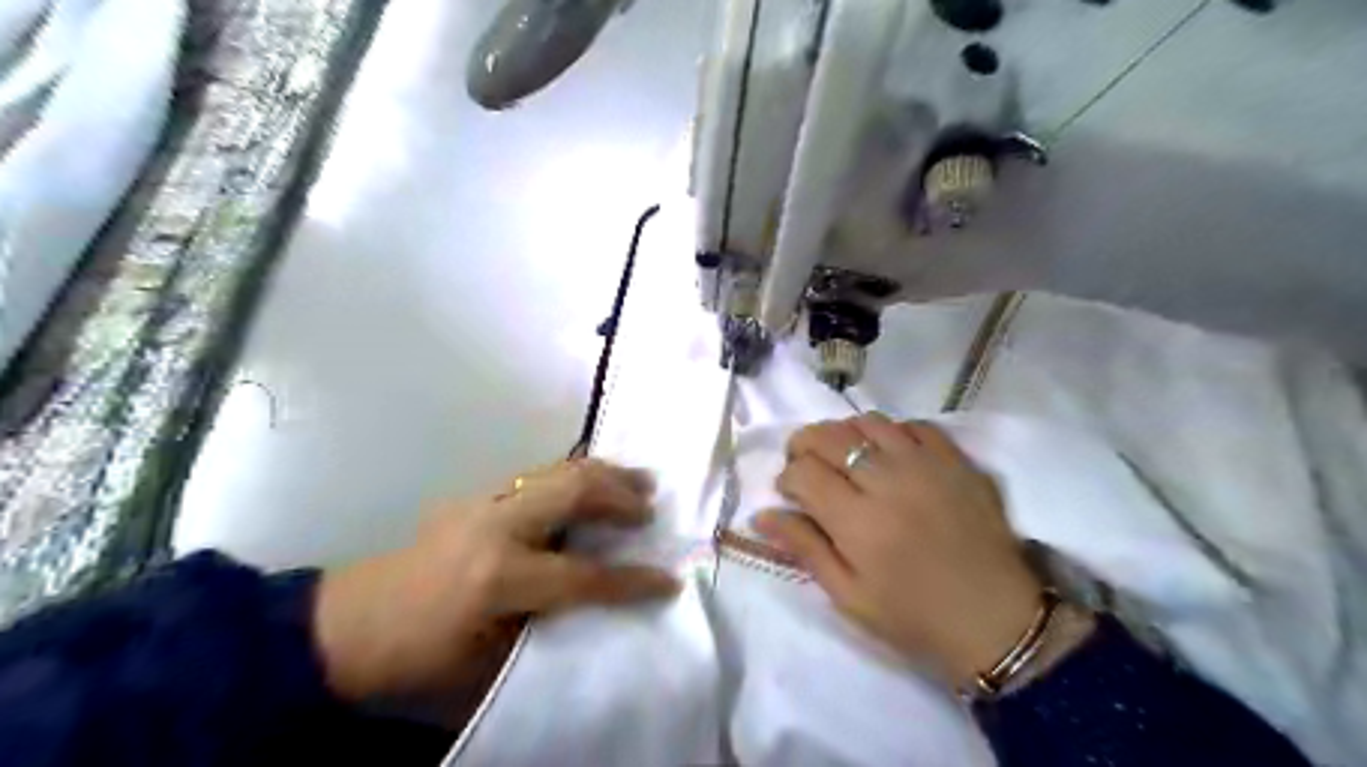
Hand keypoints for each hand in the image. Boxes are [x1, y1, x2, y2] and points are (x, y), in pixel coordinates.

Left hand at [306, 458, 672, 704]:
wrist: (347, 625)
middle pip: (575, 493)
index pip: (583, 575)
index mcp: (498, 577)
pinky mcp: (476, 495)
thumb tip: (598, 613)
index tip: (669, 581)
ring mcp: (483, 501)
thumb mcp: (487, 666)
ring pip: (558, 471)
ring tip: (637, 479)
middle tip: (650, 506)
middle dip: (621, 498)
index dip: (631, 582)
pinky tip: (592, 480)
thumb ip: (547, 631)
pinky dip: (575, 474)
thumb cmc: (418, 657)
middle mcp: (496, 526)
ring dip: (603, 473)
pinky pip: (540, 475)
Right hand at [758, 414, 1049, 689]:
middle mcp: (888, 481)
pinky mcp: (957, 461)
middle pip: (830, 435)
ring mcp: (927, 465)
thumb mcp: (849, 596)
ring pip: (869, 421)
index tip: (790, 494)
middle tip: (806, 465)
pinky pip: (915, 425)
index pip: (803, 471)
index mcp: (857, 521)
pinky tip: (890, 455)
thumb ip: (805, 548)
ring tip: (846, 457)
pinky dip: (892, 432)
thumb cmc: (914, 617)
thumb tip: (761, 515)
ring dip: (846, 434)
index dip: (787, 477)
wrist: (997, 621)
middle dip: (805, 444)